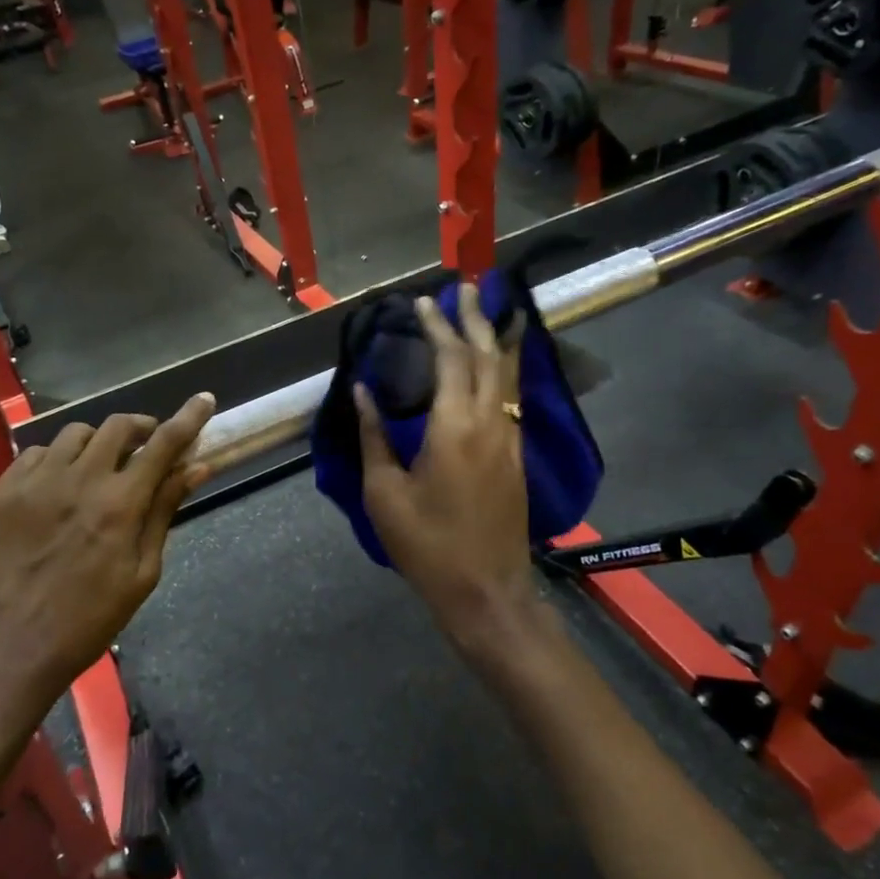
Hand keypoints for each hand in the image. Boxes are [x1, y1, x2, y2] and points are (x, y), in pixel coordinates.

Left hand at [0, 394, 215, 726]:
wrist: (4, 653)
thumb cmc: (85, 623)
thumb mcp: (140, 575)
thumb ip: (163, 513)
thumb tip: (195, 469)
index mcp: (119, 505)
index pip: (164, 444)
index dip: (189, 418)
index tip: (204, 400)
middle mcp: (77, 481)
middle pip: (117, 426)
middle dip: (140, 428)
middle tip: (146, 447)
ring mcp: (32, 483)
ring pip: (74, 435)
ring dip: (97, 444)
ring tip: (98, 469)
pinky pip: (35, 455)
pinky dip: (56, 460)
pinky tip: (56, 487)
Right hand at [357, 284, 536, 635]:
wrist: (486, 591)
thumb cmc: (427, 544)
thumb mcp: (384, 492)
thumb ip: (374, 436)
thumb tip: (362, 391)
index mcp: (454, 427)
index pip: (451, 359)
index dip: (438, 327)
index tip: (424, 302)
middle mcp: (490, 423)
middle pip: (489, 355)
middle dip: (477, 318)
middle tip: (467, 287)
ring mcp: (510, 439)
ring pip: (509, 374)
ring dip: (497, 338)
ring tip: (489, 310)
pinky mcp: (517, 456)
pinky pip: (513, 397)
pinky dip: (506, 368)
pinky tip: (497, 364)